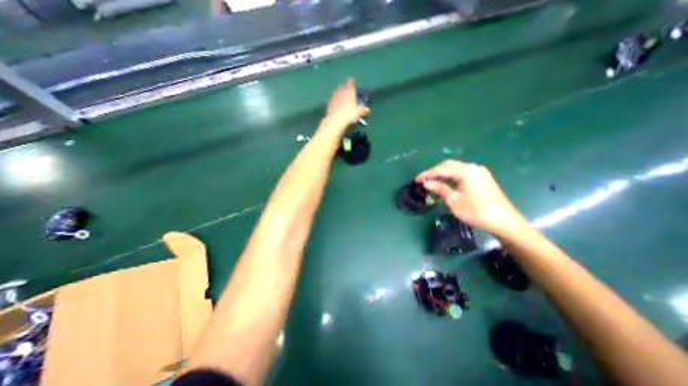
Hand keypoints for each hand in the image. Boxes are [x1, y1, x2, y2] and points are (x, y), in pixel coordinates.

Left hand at [325, 79, 371, 126]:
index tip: (353, 81)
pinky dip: (335, 100)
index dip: (352, 82)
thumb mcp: (359, 112)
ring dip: (339, 93)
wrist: (335, 120)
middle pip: (343, 87)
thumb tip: (367, 110)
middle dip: (345, 87)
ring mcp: (334, 97)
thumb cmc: (349, 114)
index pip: (351, 83)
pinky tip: (336, 103)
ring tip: (341, 95)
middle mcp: (341, 91)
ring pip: (337, 92)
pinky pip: (332, 99)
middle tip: (347, 89)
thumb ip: (363, 110)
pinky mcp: (329, 103)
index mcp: (349, 91)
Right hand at [417, 158, 526, 234]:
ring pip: (456, 168)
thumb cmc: (476, 211)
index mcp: (465, 171)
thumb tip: (426, 183)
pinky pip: (463, 173)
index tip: (416, 180)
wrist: (504, 221)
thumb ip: (439, 189)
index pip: (441, 169)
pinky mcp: (483, 178)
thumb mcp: (454, 201)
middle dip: (434, 171)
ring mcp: (479, 172)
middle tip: (423, 180)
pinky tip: (447, 183)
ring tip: (432, 181)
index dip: (427, 174)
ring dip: (443, 173)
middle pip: (448, 165)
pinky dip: (452, 176)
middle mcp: (472, 167)